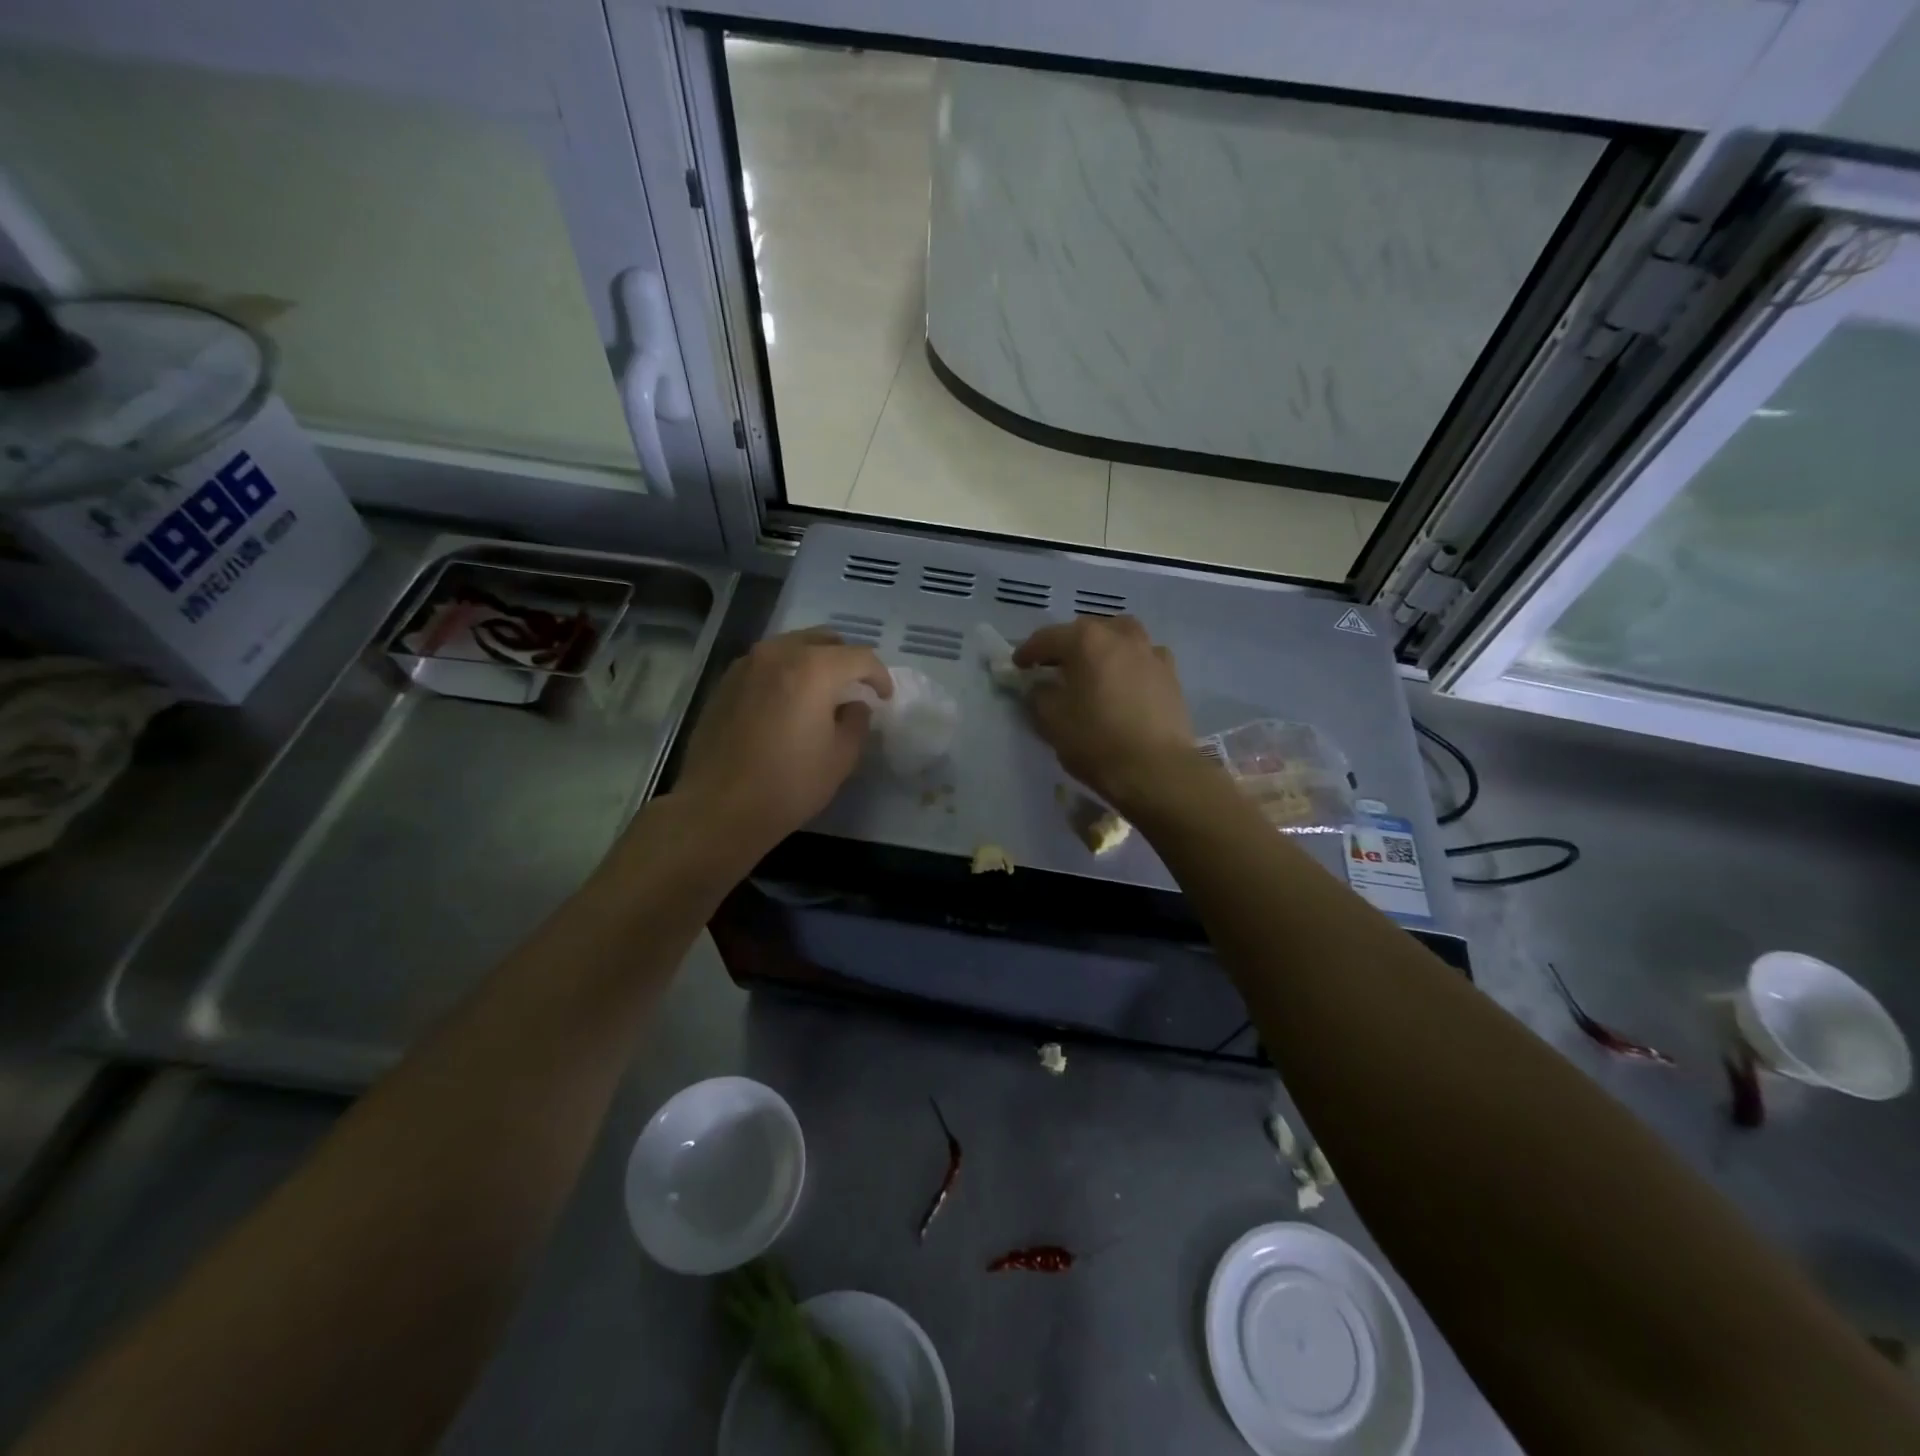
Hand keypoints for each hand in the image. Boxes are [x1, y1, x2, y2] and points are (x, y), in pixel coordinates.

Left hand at [672, 628, 891, 858]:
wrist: (718, 807)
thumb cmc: (788, 784)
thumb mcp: (841, 758)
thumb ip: (856, 721)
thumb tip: (854, 705)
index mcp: (812, 669)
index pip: (859, 657)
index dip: (879, 676)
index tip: (884, 696)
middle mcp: (778, 653)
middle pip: (824, 640)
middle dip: (846, 660)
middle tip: (855, 688)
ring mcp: (747, 664)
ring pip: (792, 646)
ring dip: (814, 662)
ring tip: (822, 692)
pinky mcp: (726, 681)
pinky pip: (767, 664)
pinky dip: (786, 673)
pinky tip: (788, 702)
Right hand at [1013, 615, 1195, 809]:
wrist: (1156, 770)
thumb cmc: (1096, 742)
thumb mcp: (1052, 720)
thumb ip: (1040, 695)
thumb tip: (1041, 686)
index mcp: (1086, 641)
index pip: (1048, 638)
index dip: (1028, 652)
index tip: (1018, 666)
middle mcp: (1120, 636)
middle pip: (1086, 631)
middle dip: (1066, 645)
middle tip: (1053, 668)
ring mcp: (1150, 652)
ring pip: (1120, 636)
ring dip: (1102, 646)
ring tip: (1092, 668)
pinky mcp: (1171, 675)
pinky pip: (1143, 657)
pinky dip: (1128, 663)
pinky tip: (1124, 682)